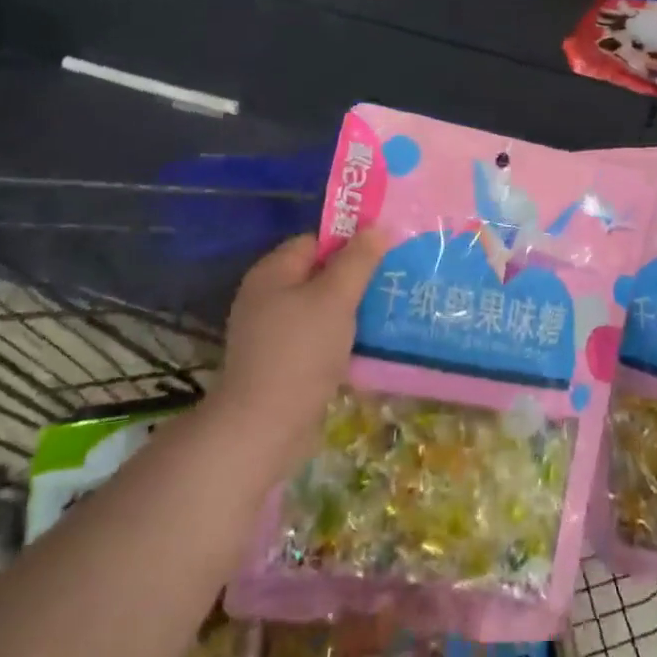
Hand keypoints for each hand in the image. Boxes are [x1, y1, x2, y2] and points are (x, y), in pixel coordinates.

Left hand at [209, 231, 387, 477]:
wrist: (263, 429)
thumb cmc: (300, 352)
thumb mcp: (336, 298)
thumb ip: (358, 260)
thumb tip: (378, 227)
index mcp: (273, 272)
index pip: (316, 242)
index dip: (350, 243)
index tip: (385, 254)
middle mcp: (267, 297)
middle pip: (319, 275)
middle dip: (355, 279)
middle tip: (393, 283)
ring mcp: (272, 333)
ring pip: (322, 309)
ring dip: (352, 312)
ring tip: (389, 313)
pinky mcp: (282, 364)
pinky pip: (318, 339)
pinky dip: (341, 340)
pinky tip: (369, 347)